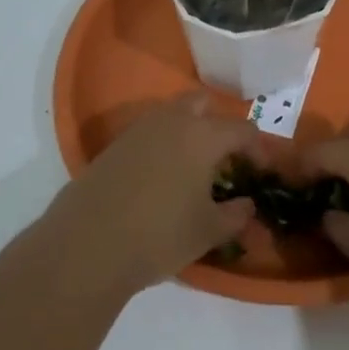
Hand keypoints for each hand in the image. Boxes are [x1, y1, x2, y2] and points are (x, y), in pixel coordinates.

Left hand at [41, 94, 258, 296]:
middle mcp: (171, 121)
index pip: (242, 129)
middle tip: (225, 159)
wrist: (87, 245)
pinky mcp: (113, 147)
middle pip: (203, 104)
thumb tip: (247, 205)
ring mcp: (138, 131)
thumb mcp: (209, 231)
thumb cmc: (160, 235)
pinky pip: (148, 134)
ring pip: (172, 115)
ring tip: (194, 169)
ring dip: (188, 132)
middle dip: (219, 125)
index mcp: (203, 135)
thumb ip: (236, 215)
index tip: (261, 172)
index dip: (258, 149)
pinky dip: (162, 146)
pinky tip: (161, 179)